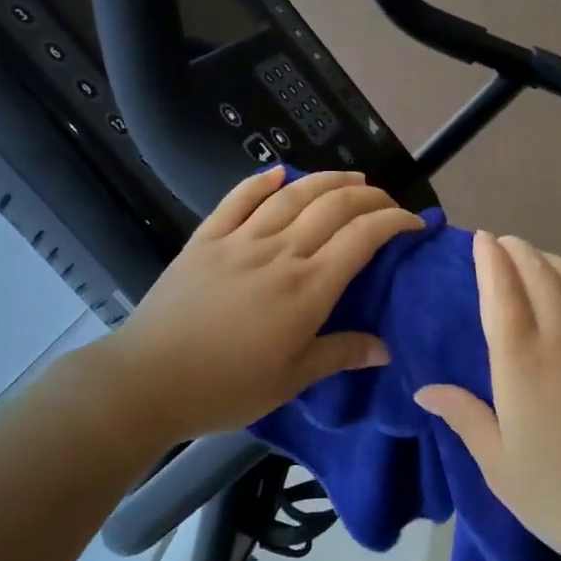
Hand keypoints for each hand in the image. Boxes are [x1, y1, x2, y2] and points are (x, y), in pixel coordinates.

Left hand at [85, 166, 424, 448]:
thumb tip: (386, 348)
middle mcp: (280, 253)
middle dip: (369, 196)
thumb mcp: (292, 380)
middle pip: (333, 206)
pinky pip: (237, 200)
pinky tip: (278, 172)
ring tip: (350, 178)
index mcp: (307, 288)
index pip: (362, 238)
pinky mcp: (205, 239)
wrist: (147, 381)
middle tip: (386, 201)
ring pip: (292, 195)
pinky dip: (261, 182)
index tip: (413, 223)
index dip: (394, 221)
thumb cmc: (226, 387)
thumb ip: (340, 354)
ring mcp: (240, 241)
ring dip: (327, 180)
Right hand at [414, 231, 560, 560]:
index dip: (490, 260)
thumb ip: (465, 418)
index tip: (482, 239)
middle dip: (518, 251)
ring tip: (535, 257)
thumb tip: (426, 390)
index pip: (501, 292)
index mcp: (521, 363)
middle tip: (504, 243)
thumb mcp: (501, 467)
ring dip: (549, 260)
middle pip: (539, 275)